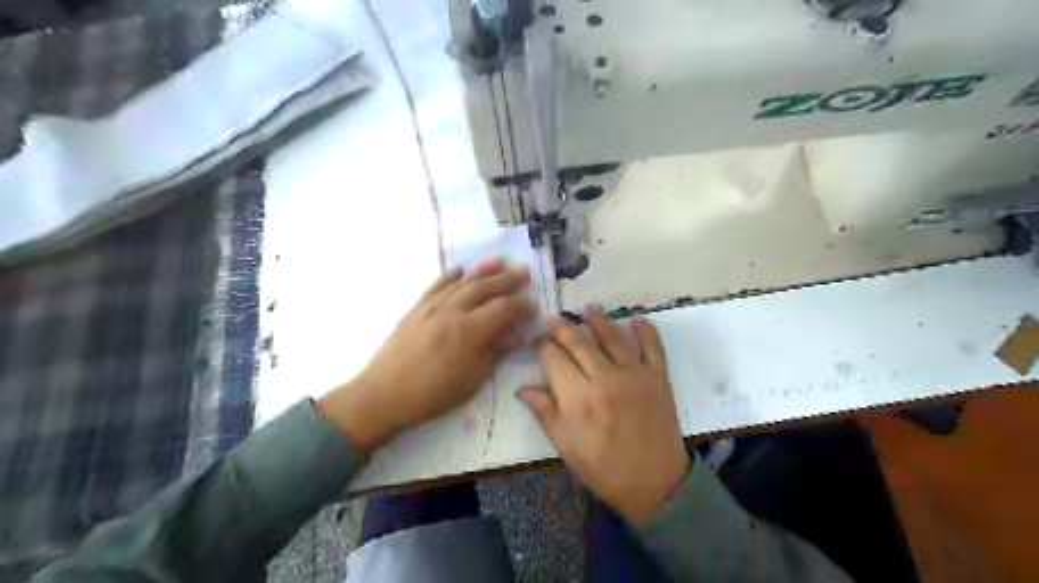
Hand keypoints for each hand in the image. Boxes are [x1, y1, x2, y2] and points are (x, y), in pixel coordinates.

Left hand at [319, 258, 535, 445]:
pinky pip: (437, 285)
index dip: (521, 304)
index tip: (533, 304)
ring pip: (462, 282)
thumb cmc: (433, 393)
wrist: (384, 393)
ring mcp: (432, 306)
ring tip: (499, 261)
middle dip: (507, 279)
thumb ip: (495, 352)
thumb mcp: (472, 379)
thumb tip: (515, 334)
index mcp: (469, 331)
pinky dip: (450, 276)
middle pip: (485, 288)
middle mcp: (452, 311)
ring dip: (483, 271)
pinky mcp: (417, 307)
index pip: (503, 309)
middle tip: (524, 271)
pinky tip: (460, 270)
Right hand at [516, 313, 686, 530]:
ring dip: (598, 321)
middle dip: (563, 329)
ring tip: (586, 310)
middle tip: (554, 321)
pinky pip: (653, 347)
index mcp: (578, 398)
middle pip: (579, 342)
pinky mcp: (658, 377)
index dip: (541, 346)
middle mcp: (605, 378)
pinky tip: (636, 319)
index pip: (554, 358)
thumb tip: (523, 387)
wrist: (654, 483)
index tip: (536, 342)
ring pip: (613, 337)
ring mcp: (635, 374)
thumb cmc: (603, 468)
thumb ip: (545, 411)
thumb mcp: (565, 445)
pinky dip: (646, 330)